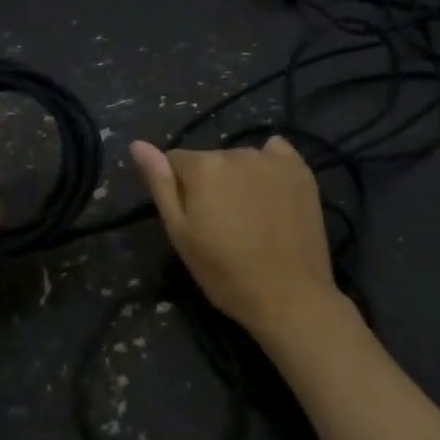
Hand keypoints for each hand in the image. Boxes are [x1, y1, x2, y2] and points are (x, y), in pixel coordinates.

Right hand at [128, 136, 340, 339]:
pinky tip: (273, 193)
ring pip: (241, 161)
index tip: (194, 220)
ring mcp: (272, 160)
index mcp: (203, 167)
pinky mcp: (300, 170)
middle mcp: (236, 152)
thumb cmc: (225, 272)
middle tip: (223, 225)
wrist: (289, 295)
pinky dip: (270, 166)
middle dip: (210, 184)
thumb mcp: (180, 233)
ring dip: (239, 179)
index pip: (176, 161)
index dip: (180, 190)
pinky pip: (276, 153)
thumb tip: (138, 144)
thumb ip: (160, 183)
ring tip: (251, 217)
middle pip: (211, 161)